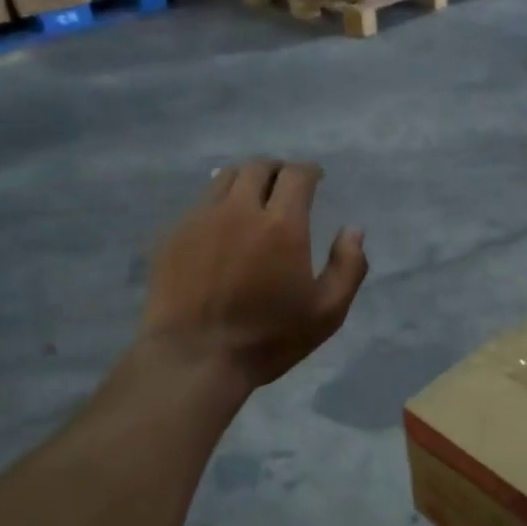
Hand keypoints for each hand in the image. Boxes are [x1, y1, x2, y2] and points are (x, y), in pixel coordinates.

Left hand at [141, 159, 367, 389]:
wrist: (194, 359)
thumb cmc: (268, 338)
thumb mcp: (327, 312)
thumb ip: (348, 266)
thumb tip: (353, 230)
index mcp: (282, 224)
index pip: (296, 175)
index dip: (309, 170)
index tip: (316, 178)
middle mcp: (239, 209)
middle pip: (258, 167)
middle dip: (277, 170)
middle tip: (285, 186)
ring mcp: (200, 219)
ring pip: (224, 178)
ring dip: (245, 180)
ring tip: (253, 199)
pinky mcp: (173, 235)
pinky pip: (200, 204)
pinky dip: (218, 205)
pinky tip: (222, 229)